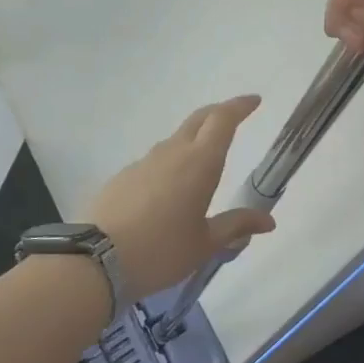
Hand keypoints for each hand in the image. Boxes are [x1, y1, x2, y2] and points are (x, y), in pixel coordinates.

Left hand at [85, 95, 276, 299]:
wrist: (95, 261)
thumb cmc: (161, 251)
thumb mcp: (205, 244)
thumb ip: (236, 226)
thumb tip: (268, 221)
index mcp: (199, 163)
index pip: (222, 120)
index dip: (239, 106)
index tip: (254, 100)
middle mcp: (172, 153)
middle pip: (198, 120)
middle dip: (218, 113)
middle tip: (234, 117)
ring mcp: (143, 163)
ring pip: (175, 140)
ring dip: (193, 140)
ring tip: (203, 160)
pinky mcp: (122, 177)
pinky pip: (154, 161)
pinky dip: (170, 164)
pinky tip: (169, 190)